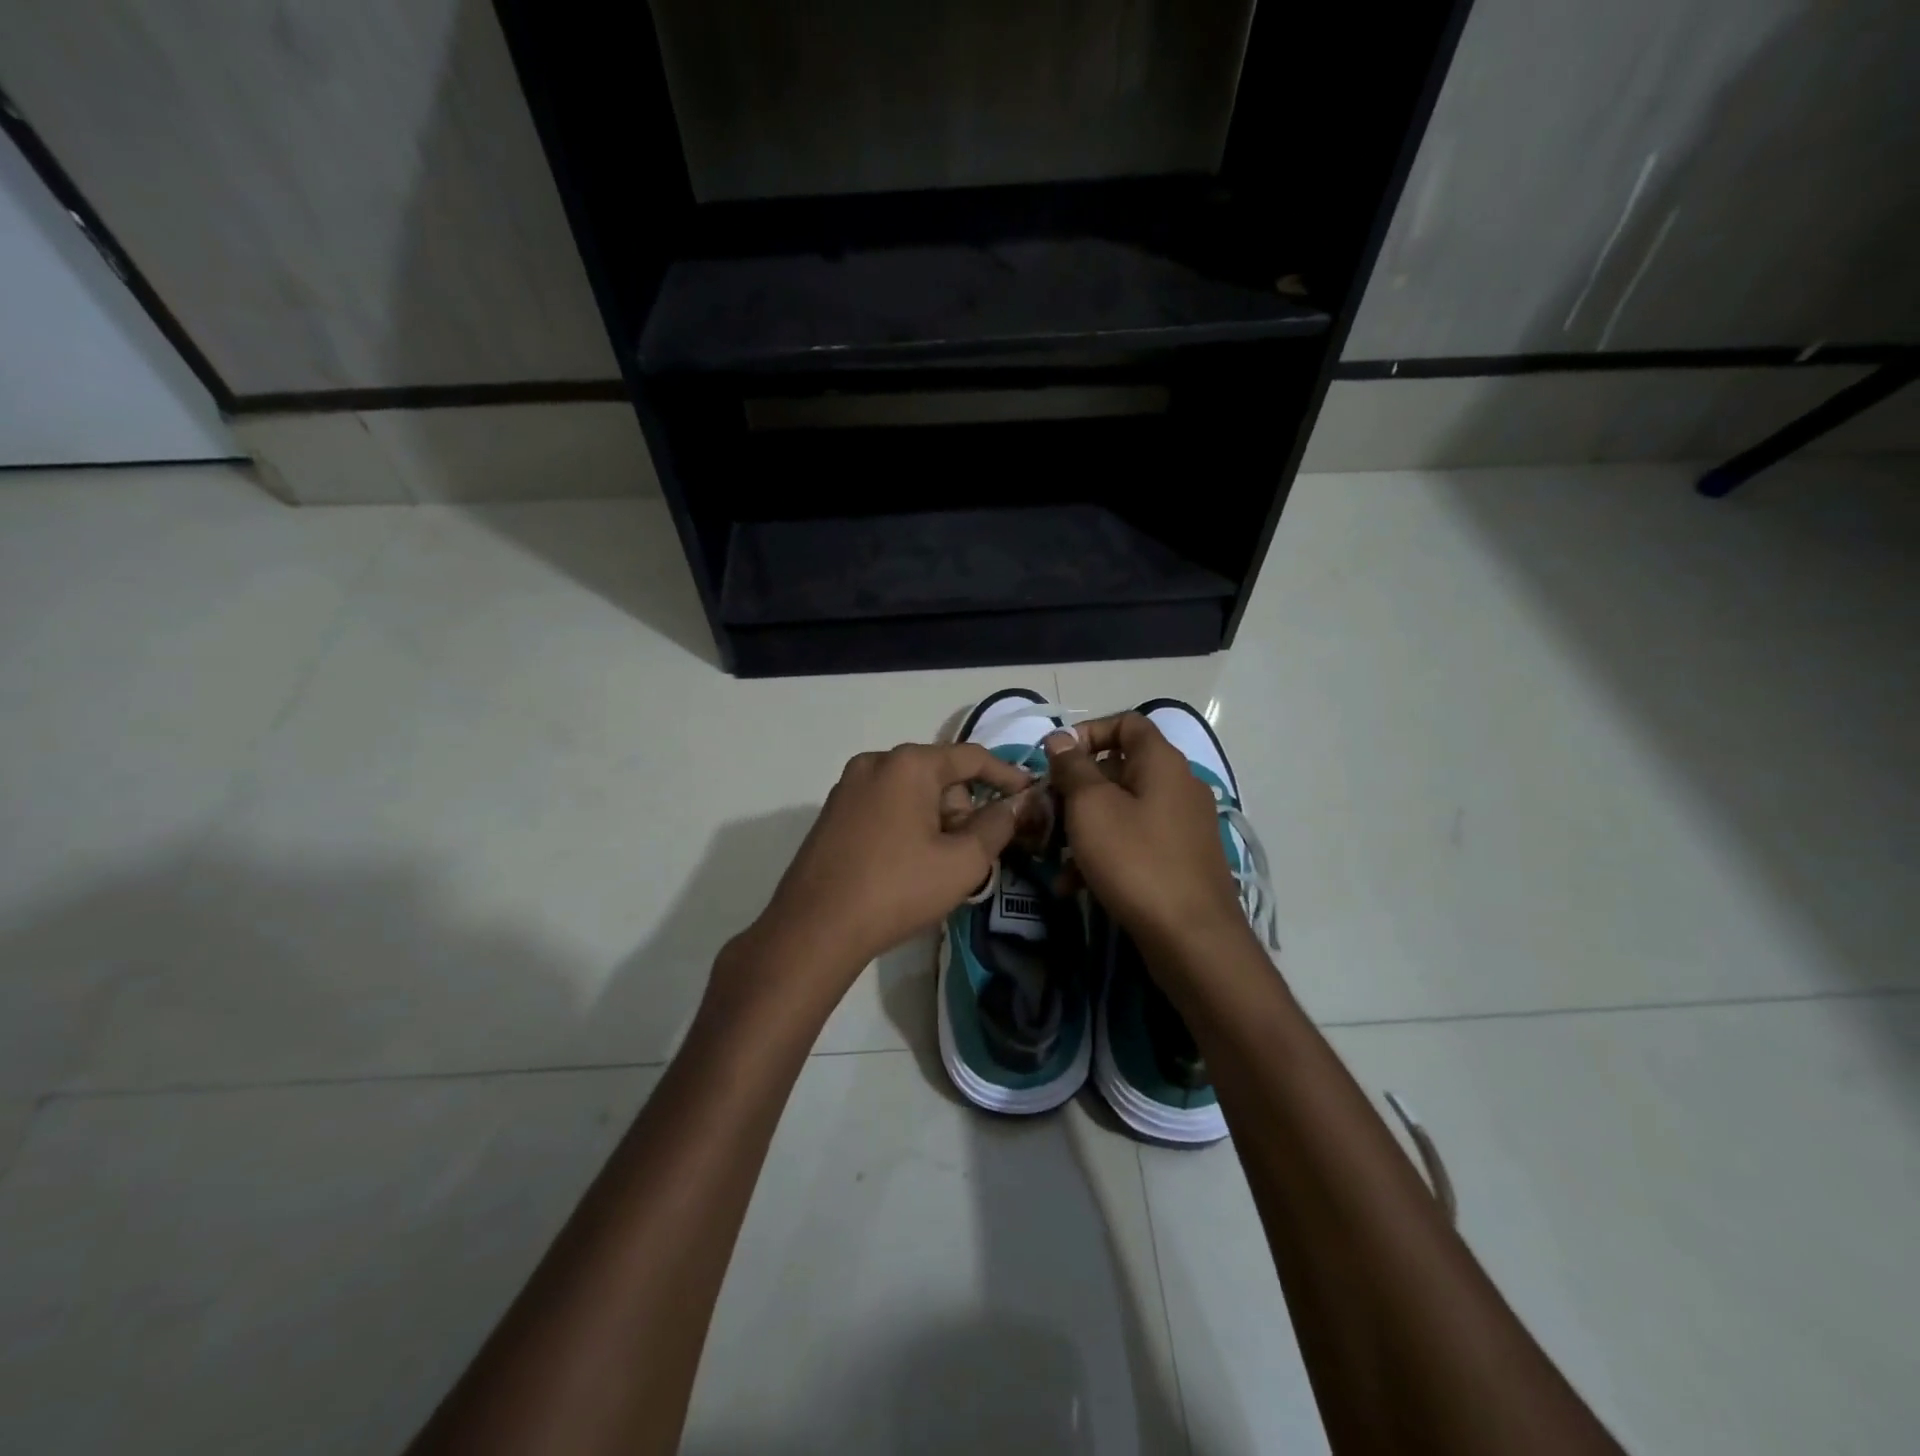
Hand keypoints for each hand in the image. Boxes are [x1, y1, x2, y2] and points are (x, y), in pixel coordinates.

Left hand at [741, 743, 1035, 1005]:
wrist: (815, 929)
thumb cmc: (897, 889)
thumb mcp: (962, 862)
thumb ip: (998, 825)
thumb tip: (1018, 803)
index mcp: (908, 764)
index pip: (972, 758)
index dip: (1007, 776)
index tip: (1031, 797)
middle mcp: (876, 763)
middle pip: (940, 776)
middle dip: (964, 810)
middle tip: (974, 855)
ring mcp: (848, 787)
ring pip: (912, 794)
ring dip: (936, 822)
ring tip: (940, 868)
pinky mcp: (833, 814)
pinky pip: (886, 808)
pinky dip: (907, 827)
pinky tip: (908, 867)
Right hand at [1044, 715, 1247, 958]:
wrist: (1191, 938)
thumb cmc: (1135, 860)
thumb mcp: (1091, 807)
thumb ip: (1072, 768)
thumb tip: (1060, 739)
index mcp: (1161, 762)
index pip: (1126, 723)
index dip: (1087, 733)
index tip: (1055, 760)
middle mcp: (1177, 785)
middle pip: (1118, 769)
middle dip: (1075, 789)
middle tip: (1045, 813)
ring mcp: (1181, 825)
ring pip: (1121, 810)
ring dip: (1082, 827)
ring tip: (1052, 856)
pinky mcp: (1179, 860)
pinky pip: (1133, 842)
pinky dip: (1103, 854)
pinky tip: (1073, 884)